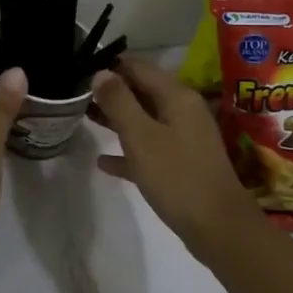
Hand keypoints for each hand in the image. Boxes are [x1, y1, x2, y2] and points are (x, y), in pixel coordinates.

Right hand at [88, 54, 261, 253]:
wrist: (218, 227)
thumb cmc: (177, 176)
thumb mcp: (141, 136)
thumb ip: (119, 102)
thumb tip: (101, 72)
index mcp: (176, 96)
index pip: (138, 67)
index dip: (109, 65)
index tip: (79, 69)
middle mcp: (183, 111)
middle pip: (141, 91)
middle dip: (110, 91)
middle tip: (75, 94)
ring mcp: (184, 138)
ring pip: (143, 120)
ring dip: (115, 119)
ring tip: (82, 117)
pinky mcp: (181, 165)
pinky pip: (149, 149)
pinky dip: (127, 150)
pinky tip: (103, 161)